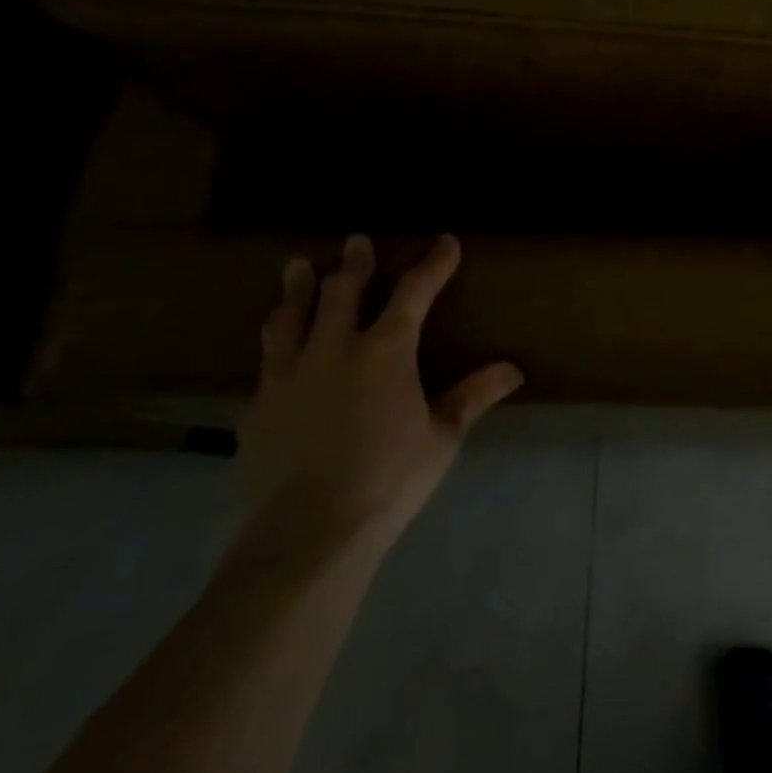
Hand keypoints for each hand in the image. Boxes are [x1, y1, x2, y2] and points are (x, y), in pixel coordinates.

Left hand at [240, 233, 522, 548]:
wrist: (308, 531)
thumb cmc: (389, 479)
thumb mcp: (442, 437)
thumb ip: (473, 396)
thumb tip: (514, 369)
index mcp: (385, 353)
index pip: (413, 293)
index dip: (432, 265)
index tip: (445, 243)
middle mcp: (333, 350)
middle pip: (342, 292)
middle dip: (353, 263)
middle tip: (356, 240)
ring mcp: (288, 376)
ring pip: (291, 317)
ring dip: (297, 288)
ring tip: (296, 266)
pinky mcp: (258, 406)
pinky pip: (266, 360)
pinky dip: (277, 340)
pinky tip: (276, 344)